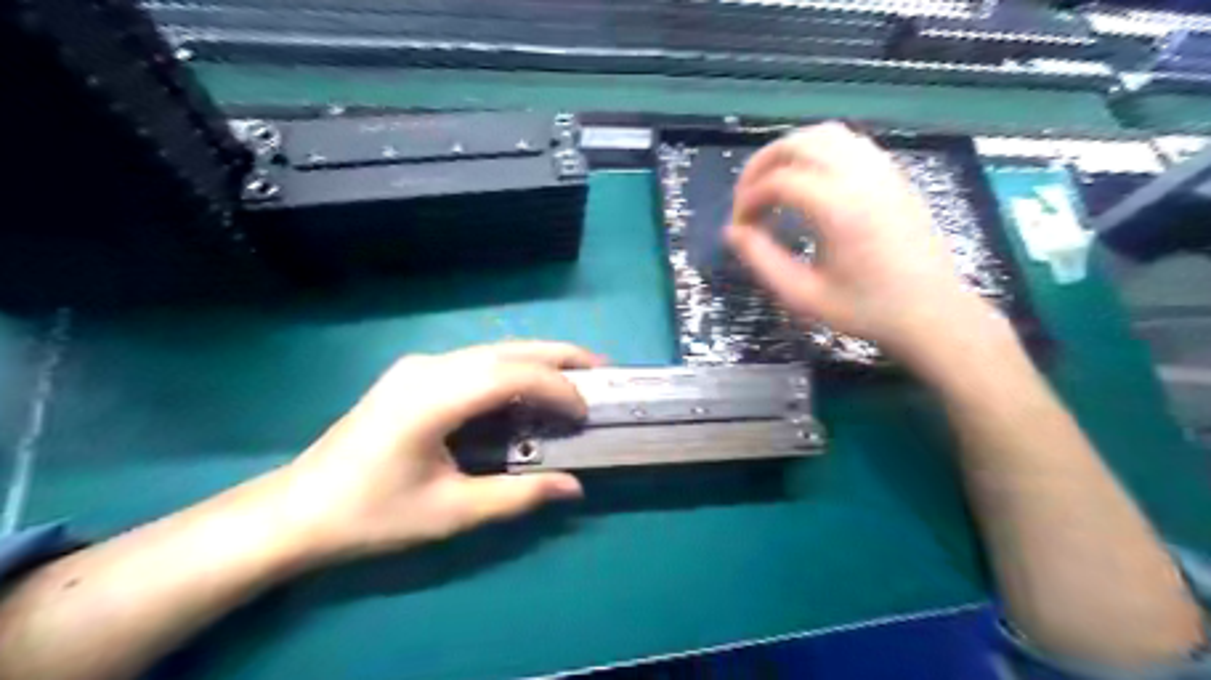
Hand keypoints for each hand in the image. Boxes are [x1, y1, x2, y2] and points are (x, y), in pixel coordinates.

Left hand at [267, 343, 600, 565]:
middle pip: (506, 350)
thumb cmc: (372, 514)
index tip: (586, 412)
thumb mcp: (450, 512)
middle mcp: (428, 368)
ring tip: (574, 373)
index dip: (556, 388)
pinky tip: (527, 387)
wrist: (298, 510)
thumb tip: (574, 487)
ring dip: (537, 359)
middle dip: (558, 356)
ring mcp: (418, 367)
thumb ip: (517, 496)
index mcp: (433, 398)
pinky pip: (475, 362)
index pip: (511, 375)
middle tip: (600, 368)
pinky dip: (512, 369)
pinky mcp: (413, 375)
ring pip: (492, 351)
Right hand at [727, 125, 993, 364]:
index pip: (777, 181)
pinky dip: (818, 151)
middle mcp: (860, 177)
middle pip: (798, 143)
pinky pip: (849, 143)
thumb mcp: (803, 296)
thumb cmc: (866, 309)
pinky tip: (809, 181)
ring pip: (824, 134)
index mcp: (838, 208)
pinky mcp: (894, 174)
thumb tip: (732, 231)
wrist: (931, 312)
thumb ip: (762, 261)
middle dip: (761, 165)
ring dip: (789, 151)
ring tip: (773, 184)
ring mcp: (881, 170)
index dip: (748, 200)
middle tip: (747, 198)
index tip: (739, 227)